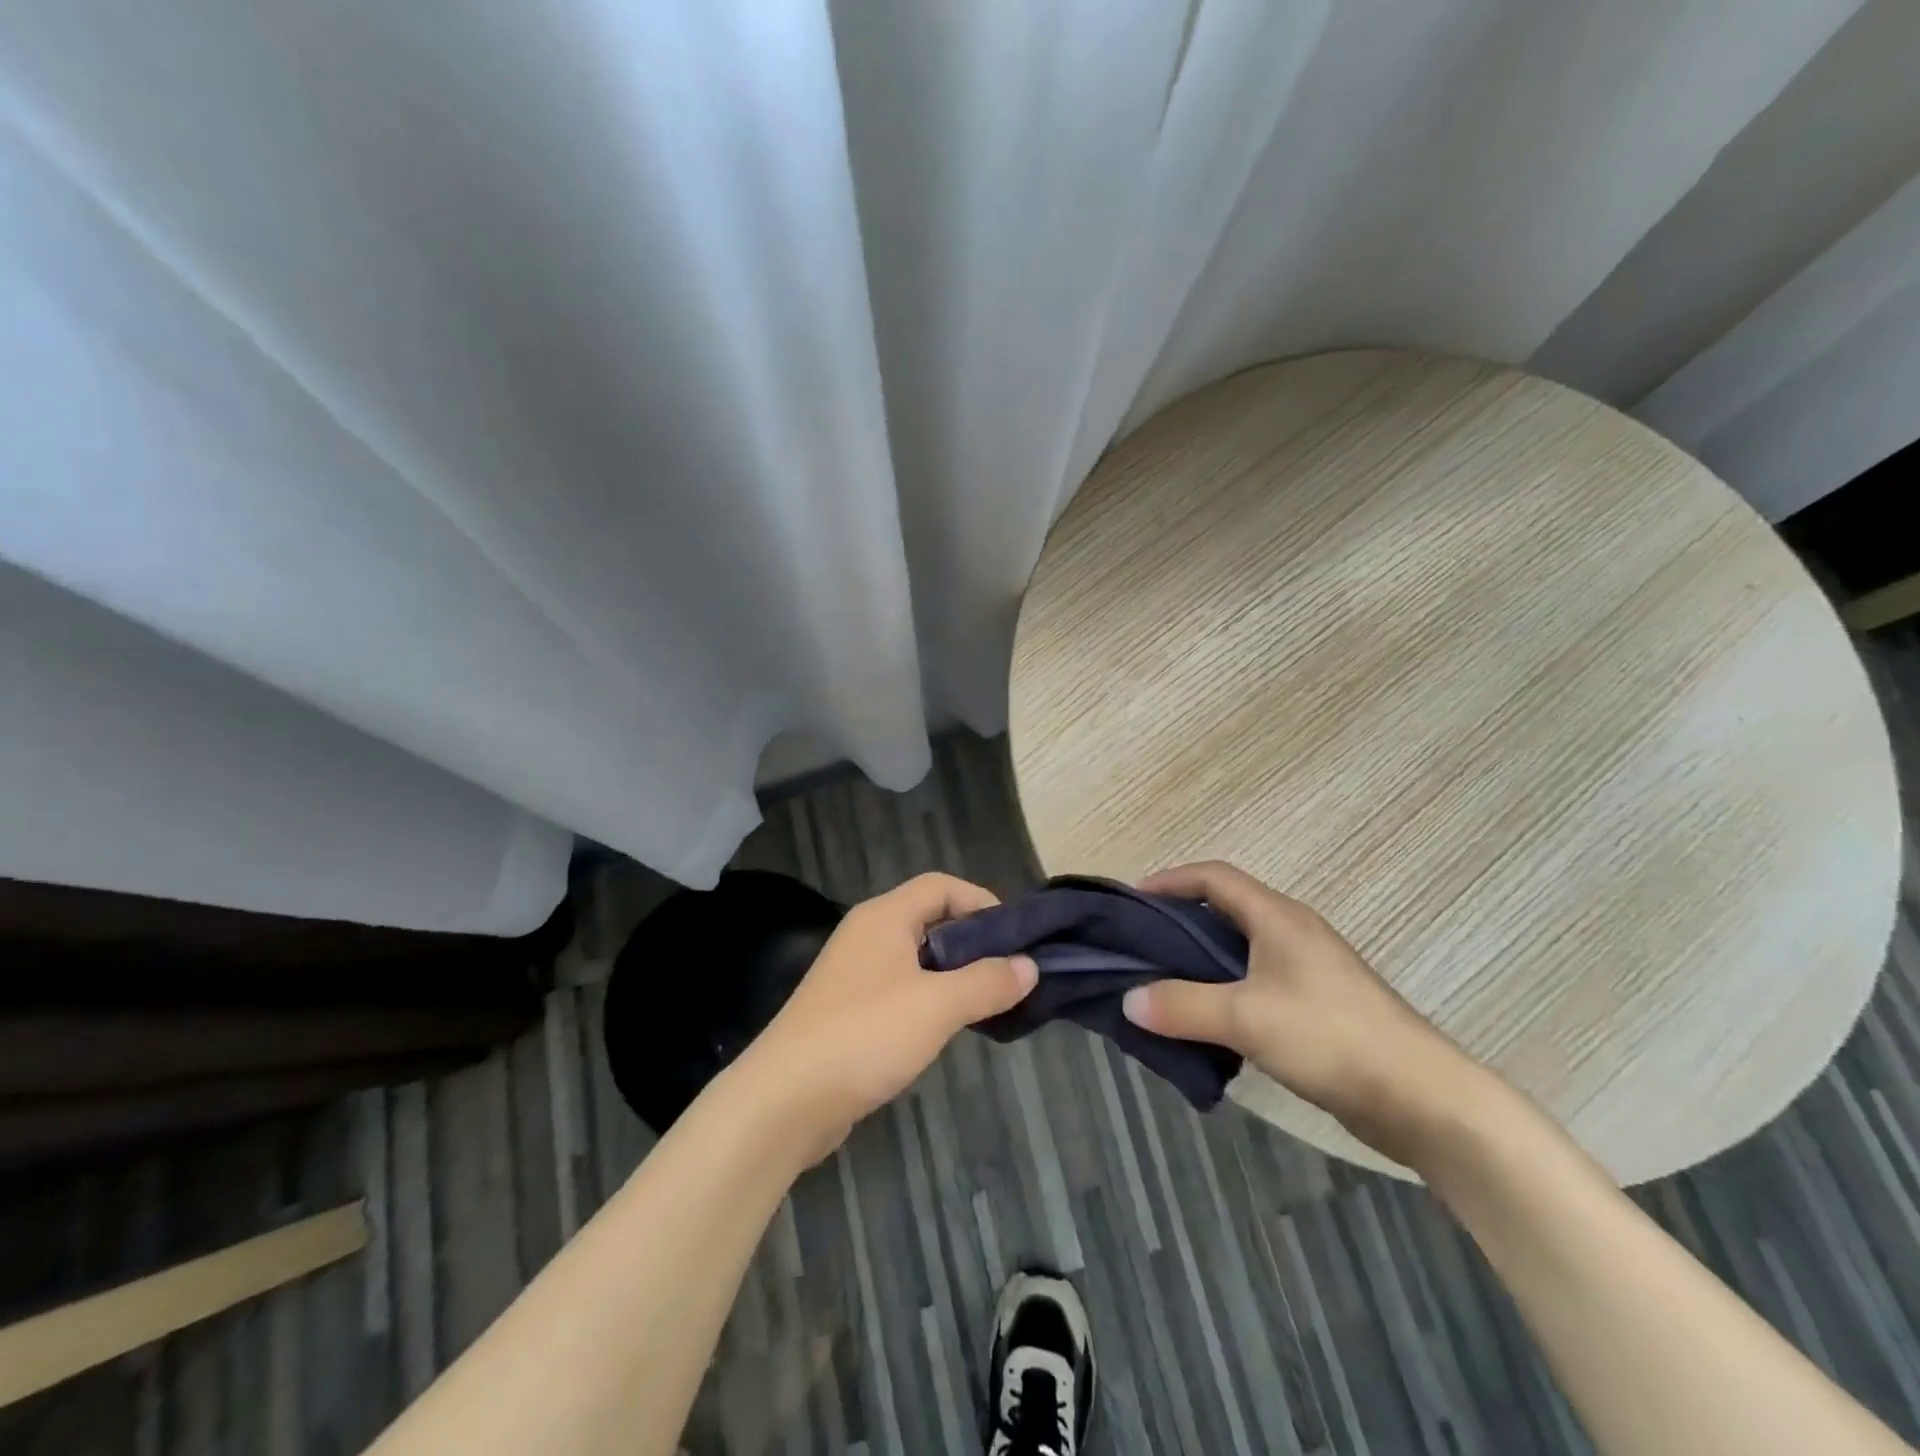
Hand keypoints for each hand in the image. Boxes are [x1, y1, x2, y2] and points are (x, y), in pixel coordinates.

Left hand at [735, 873, 1036, 1163]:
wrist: (785, 1100)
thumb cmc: (865, 1035)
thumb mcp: (938, 1006)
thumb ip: (987, 982)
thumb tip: (1028, 966)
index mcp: (884, 917)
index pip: (941, 886)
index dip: (981, 902)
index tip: (1015, 937)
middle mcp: (867, 934)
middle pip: (929, 919)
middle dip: (972, 941)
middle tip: (1009, 972)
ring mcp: (853, 973)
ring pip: (916, 958)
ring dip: (953, 973)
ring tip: (987, 1001)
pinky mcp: (848, 1010)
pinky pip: (900, 988)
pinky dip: (929, 998)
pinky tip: (947, 1028)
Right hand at [1120, 860, 1486, 1164]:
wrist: (1423, 1099)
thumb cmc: (1331, 1038)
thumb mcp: (1246, 1018)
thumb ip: (1182, 1006)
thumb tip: (1128, 1000)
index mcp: (1278, 917)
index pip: (1214, 877)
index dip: (1171, 880)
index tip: (1133, 901)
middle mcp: (1292, 932)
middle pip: (1225, 910)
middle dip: (1179, 922)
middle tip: (1139, 946)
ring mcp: (1308, 970)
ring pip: (1239, 950)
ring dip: (1200, 961)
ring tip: (1162, 984)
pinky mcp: (1318, 1005)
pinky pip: (1256, 982)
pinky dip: (1223, 990)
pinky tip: (1207, 1021)